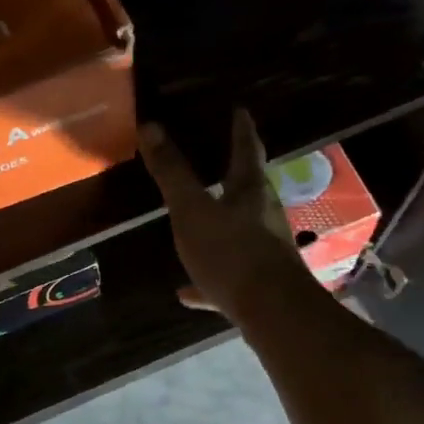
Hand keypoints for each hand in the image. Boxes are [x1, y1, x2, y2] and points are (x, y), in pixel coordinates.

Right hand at [138, 111, 316, 320]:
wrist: (273, 312)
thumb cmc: (232, 252)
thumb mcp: (192, 210)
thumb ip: (172, 172)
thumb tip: (150, 125)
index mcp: (249, 190)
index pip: (246, 149)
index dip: (241, 128)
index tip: (240, 110)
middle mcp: (264, 215)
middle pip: (248, 188)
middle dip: (234, 174)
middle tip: (219, 159)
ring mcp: (265, 250)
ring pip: (240, 230)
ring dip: (220, 223)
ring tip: (198, 222)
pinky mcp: (259, 284)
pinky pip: (229, 274)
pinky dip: (207, 278)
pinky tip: (186, 292)